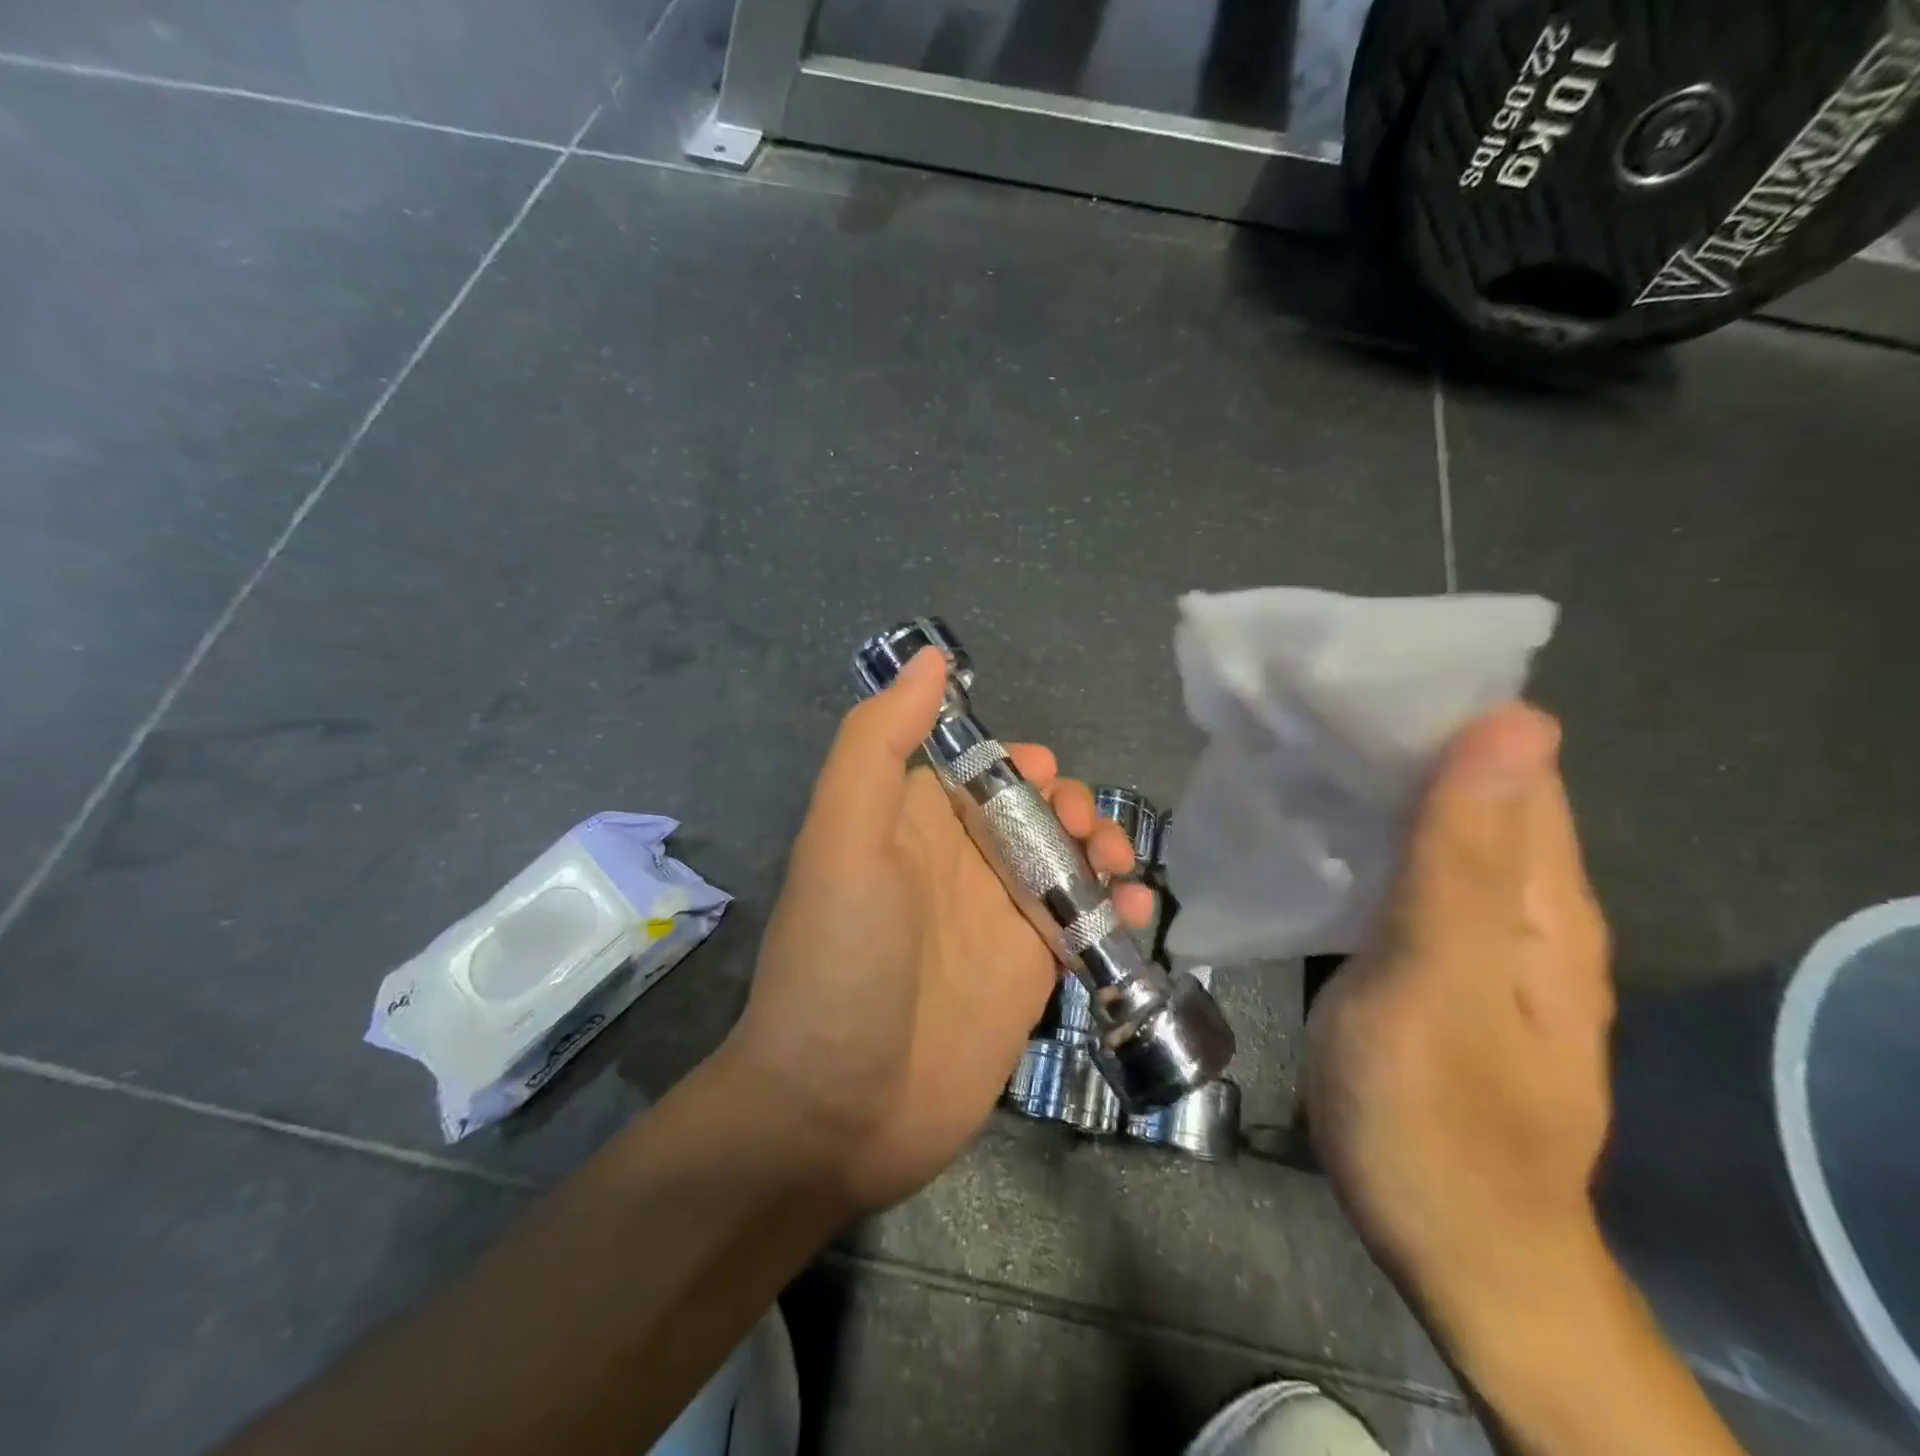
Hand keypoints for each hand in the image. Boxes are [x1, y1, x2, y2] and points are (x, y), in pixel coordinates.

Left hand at [723, 648, 1154, 1213]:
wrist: (836, 1111)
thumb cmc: (840, 961)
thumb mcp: (843, 837)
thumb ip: (877, 744)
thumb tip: (930, 660)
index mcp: (913, 825)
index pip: (980, 771)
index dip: (1021, 765)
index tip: (1048, 779)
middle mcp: (957, 866)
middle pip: (1035, 814)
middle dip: (1073, 808)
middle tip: (1087, 835)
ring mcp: (996, 924)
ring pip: (1068, 865)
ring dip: (1104, 853)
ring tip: (1121, 872)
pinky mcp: (1028, 979)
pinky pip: (1085, 928)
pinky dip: (1118, 913)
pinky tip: (1135, 915)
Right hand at [1305, 705, 1614, 1334]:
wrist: (1449, 1243)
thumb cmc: (1437, 1117)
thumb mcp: (1442, 982)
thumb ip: (1463, 858)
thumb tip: (1512, 723)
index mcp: (1538, 895)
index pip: (1510, 760)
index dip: (1439, 706)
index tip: (1352, 670)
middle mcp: (1516, 900)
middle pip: (1464, 787)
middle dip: (1391, 737)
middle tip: (1296, 703)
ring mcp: (1467, 931)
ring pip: (1426, 827)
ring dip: (1369, 782)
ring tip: (1287, 746)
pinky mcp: (1424, 957)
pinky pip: (1397, 871)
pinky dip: (1358, 834)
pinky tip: (1306, 825)